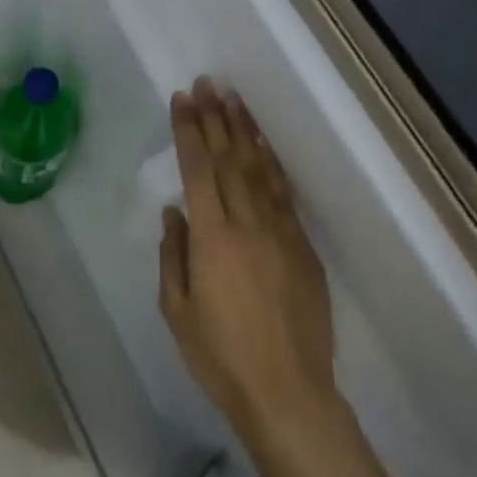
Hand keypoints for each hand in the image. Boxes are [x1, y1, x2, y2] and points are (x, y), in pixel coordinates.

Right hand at [159, 80, 338, 438]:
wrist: (288, 392)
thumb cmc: (221, 356)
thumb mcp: (178, 310)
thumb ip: (174, 254)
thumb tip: (175, 210)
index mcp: (213, 238)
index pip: (199, 169)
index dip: (190, 131)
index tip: (183, 99)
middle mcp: (248, 223)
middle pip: (229, 158)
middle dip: (215, 117)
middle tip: (207, 84)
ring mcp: (281, 230)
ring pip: (259, 167)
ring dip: (245, 129)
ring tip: (233, 98)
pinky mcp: (302, 244)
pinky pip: (283, 191)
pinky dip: (271, 161)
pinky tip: (262, 143)